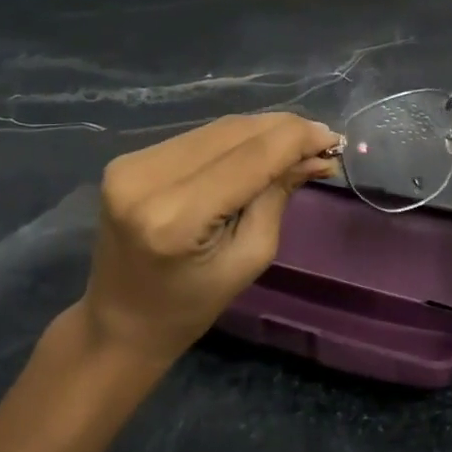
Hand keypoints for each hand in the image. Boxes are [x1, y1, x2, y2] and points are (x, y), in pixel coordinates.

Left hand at [80, 113, 342, 366]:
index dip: (295, 140)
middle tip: (322, 141)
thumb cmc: (191, 306)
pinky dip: (233, 139)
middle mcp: (147, 179)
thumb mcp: (248, 259)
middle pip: (232, 132)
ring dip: (261, 131)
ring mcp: (132, 164)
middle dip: (283, 131)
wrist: (118, 322)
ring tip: (295, 145)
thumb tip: (315, 156)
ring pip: (216, 129)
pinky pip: (197, 138)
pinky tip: (257, 150)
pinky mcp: (128, 159)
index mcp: (175, 217)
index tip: (333, 138)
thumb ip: (277, 198)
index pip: (249, 157)